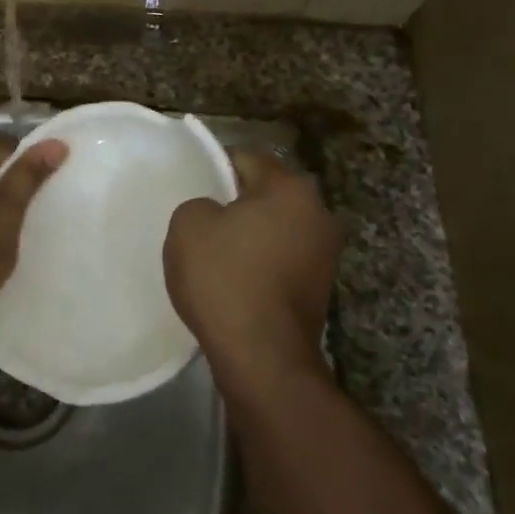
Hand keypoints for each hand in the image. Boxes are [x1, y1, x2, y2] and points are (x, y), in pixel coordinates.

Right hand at [164, 150, 341, 391]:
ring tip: (215, 253)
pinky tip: (234, 281)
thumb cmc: (224, 278)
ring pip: (276, 228)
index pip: (247, 158)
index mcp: (291, 189)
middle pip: (266, 194)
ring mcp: (326, 254)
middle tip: (201, 220)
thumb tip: (217, 214)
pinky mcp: (320, 288)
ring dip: (250, 235)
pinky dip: (260, 263)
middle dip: (236, 202)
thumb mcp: (188, 224)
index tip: (192, 185)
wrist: (262, 355)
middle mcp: (319, 214)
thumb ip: (200, 204)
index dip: (215, 166)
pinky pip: (281, 259)